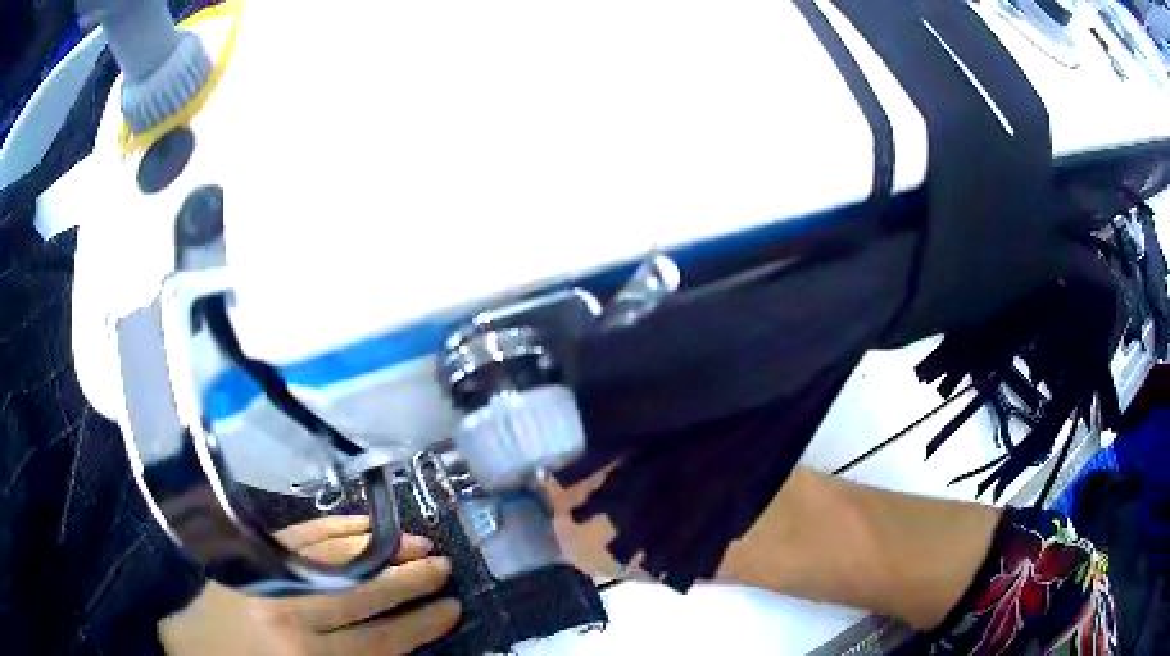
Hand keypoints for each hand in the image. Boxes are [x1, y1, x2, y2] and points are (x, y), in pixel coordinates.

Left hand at [160, 516, 460, 655]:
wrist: (197, 649)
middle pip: (364, 594)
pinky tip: (362, 525)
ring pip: (337, 558)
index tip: (452, 607)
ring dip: (380, 548)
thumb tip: (401, 638)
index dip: (421, 623)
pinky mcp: (252, 555)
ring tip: (416, 541)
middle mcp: (292, 617)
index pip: (382, 640)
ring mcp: (269, 577)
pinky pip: (302, 537)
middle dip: (409, 579)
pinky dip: (337, 529)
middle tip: (443, 565)